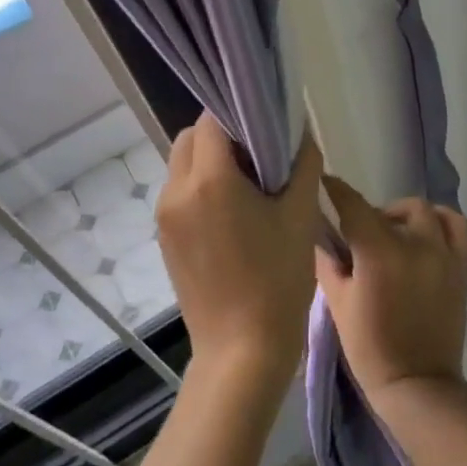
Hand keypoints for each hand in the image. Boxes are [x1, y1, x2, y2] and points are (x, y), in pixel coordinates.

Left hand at [156, 115, 323, 386]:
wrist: (242, 350)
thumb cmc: (277, 280)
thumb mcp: (300, 216)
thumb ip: (302, 164)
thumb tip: (301, 133)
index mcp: (207, 181)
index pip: (213, 120)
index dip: (241, 115)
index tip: (269, 127)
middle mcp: (175, 192)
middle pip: (191, 139)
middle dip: (223, 136)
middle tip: (262, 157)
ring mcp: (165, 218)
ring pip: (183, 166)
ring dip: (211, 163)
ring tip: (251, 188)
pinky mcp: (165, 240)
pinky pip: (181, 195)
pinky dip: (203, 189)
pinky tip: (235, 215)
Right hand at [314, 176, 466, 402]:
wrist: (417, 383)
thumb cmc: (369, 347)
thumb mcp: (338, 303)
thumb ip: (328, 262)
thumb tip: (320, 234)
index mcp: (379, 252)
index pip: (354, 205)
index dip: (336, 190)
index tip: (325, 183)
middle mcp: (415, 244)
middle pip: (392, 209)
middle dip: (372, 213)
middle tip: (359, 234)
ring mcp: (443, 254)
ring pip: (426, 212)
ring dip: (407, 215)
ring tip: (395, 232)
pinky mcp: (461, 267)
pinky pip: (457, 227)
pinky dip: (441, 222)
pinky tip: (427, 235)